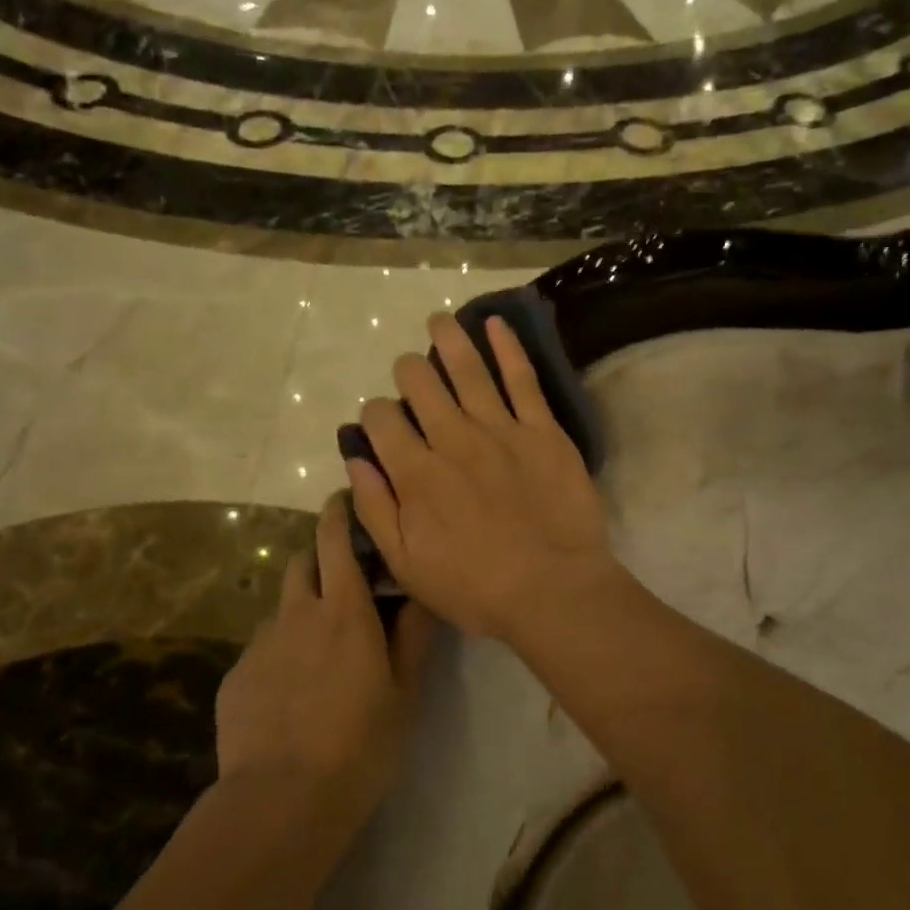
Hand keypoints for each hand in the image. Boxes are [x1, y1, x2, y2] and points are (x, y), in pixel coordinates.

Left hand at [214, 494, 435, 825]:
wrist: (282, 800)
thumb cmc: (360, 744)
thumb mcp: (404, 692)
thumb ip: (413, 635)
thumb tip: (422, 591)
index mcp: (344, 612)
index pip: (335, 540)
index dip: (338, 513)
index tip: (344, 501)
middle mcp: (298, 615)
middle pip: (302, 563)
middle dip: (319, 561)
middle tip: (343, 589)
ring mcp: (261, 645)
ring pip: (282, 609)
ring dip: (300, 613)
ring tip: (318, 655)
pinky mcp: (236, 676)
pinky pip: (262, 649)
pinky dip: (280, 655)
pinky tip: (291, 697)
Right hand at [348, 311, 616, 641]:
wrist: (553, 589)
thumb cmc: (475, 587)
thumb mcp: (407, 564)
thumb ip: (375, 509)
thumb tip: (356, 460)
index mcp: (417, 473)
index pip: (382, 420)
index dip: (375, 414)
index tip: (382, 421)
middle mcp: (453, 440)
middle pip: (420, 385)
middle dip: (409, 371)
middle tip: (412, 371)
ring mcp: (501, 430)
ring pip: (467, 370)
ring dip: (449, 339)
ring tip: (439, 320)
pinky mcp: (542, 430)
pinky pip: (522, 379)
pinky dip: (507, 347)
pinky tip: (495, 323)